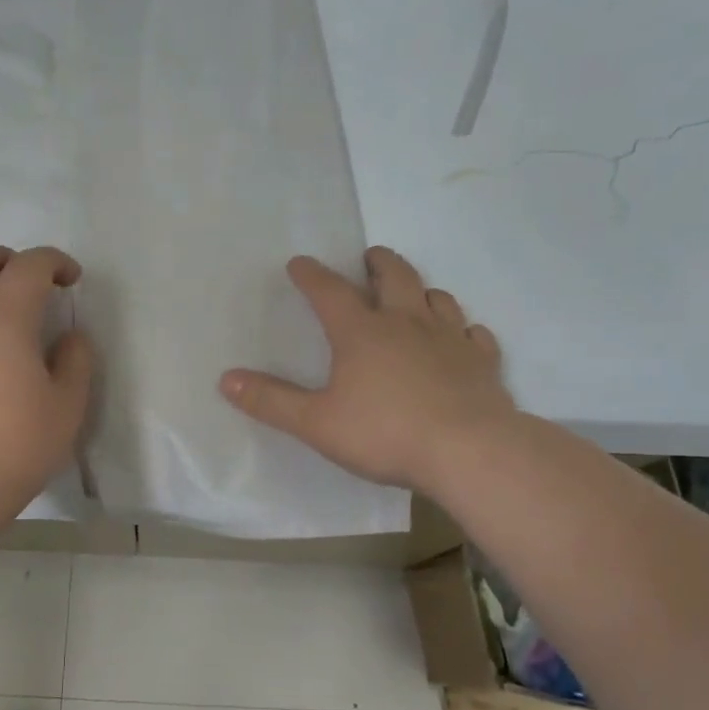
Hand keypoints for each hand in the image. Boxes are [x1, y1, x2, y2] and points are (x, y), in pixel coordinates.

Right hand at [220, 246, 516, 492]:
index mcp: (361, 333)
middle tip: (370, 257)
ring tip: (414, 293)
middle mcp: (406, 324)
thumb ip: (271, 401)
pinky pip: (474, 335)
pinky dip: (463, 330)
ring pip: (437, 298)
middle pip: (394, 277)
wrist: (469, 451)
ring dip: (422, 290)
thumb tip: (226, 379)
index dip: (311, 275)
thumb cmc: (385, 433)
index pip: (329, 292)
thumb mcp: (316, 422)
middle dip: (378, 263)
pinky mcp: (482, 363)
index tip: (299, 262)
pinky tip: (462, 337)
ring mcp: (449, 340)